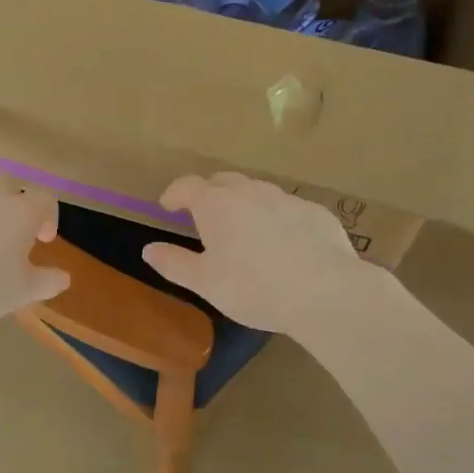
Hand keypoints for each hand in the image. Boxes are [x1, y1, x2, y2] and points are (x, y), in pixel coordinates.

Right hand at [141, 172, 370, 333]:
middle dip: (210, 194)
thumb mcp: (205, 282)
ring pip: (258, 192)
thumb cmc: (253, 287)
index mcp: (216, 205)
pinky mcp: (316, 213)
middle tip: (205, 217)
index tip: (168, 207)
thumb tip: (148, 249)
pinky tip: (285, 246)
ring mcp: (286, 199)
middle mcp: (249, 192)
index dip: (174, 194)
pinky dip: (278, 220)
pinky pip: (288, 210)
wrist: (325, 291)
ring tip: (245, 232)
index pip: (187, 185)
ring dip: (245, 205)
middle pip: (223, 181)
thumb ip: (174, 263)